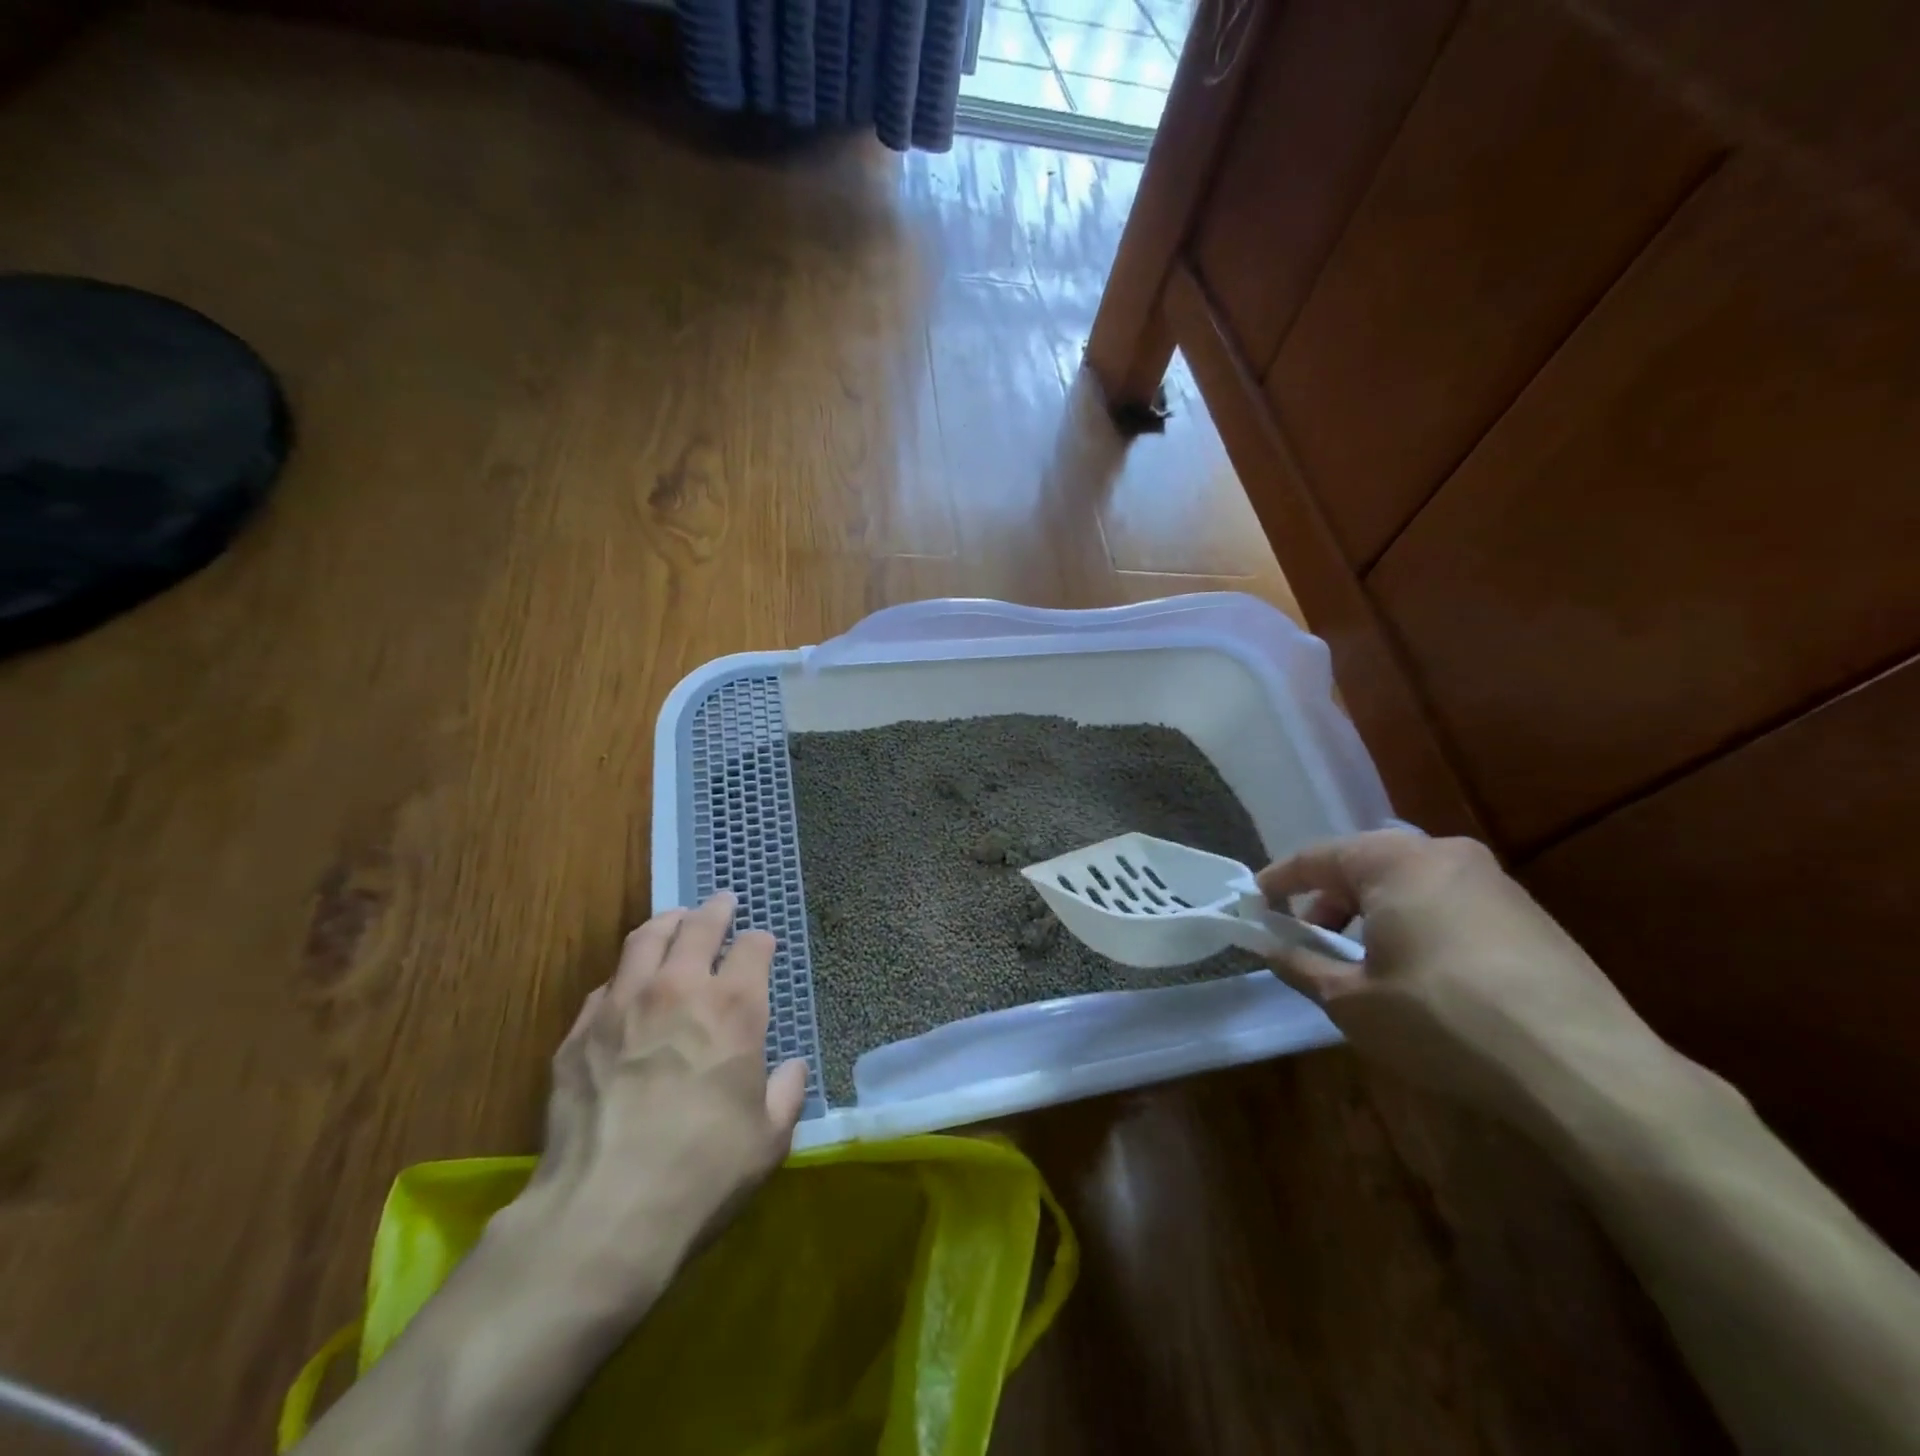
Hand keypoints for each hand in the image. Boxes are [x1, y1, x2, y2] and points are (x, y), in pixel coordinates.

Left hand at [494, 891, 810, 1311]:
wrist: (604, 1214)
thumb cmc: (703, 1173)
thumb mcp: (768, 1141)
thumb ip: (785, 1094)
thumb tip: (790, 1069)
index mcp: (734, 1008)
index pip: (752, 949)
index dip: (760, 941)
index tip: (762, 942)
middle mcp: (679, 989)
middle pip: (698, 927)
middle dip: (715, 910)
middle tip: (721, 901)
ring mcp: (623, 1005)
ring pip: (645, 940)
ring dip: (666, 924)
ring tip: (673, 921)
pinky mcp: (579, 1033)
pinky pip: (606, 986)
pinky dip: (625, 976)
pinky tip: (626, 987)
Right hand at [1257, 831, 1672, 1124]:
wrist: (1586, 1069)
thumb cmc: (1444, 1021)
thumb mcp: (1352, 1002)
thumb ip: (1301, 966)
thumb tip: (1268, 948)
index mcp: (1395, 861)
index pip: (1316, 856)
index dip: (1278, 880)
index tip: (1254, 904)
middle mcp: (1444, 853)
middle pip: (1365, 864)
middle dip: (1328, 899)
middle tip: (1307, 937)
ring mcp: (1494, 881)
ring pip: (1409, 883)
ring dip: (1372, 913)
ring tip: (1361, 960)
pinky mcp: (1530, 914)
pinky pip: (1449, 902)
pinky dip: (1415, 923)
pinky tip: (1418, 971)